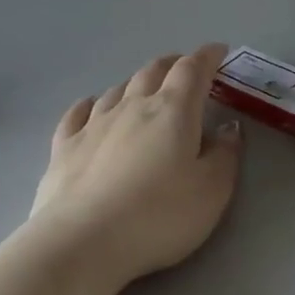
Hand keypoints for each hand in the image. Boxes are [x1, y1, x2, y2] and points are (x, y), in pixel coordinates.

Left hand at [24, 44, 243, 287]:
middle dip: (173, 65)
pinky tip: (91, 106)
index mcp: (172, 111)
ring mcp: (93, 123)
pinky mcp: (64, 146)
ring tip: (145, 89)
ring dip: (136, 83)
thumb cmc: (158, 216)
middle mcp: (132, 106)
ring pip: (118, 89)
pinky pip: (79, 112)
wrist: (82, 242)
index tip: (219, 52)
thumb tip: (230, 127)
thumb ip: (226, 155)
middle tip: (186, 69)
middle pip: (153, 71)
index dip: (208, 56)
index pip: (192, 69)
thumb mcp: (212, 192)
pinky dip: (91, 104)